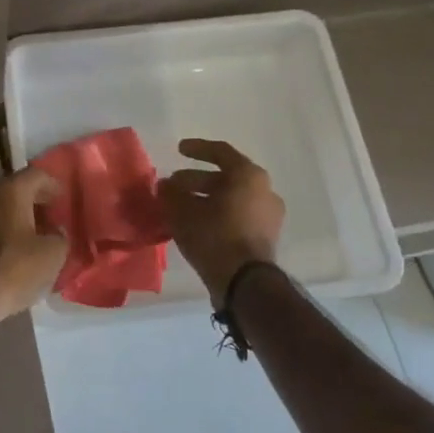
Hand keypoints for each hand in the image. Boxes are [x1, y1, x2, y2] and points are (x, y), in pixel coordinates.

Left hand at [0, 167, 67, 323]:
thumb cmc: (14, 268)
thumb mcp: (52, 254)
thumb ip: (60, 237)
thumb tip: (56, 232)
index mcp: (10, 191)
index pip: (36, 174)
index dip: (53, 184)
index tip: (64, 199)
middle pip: (16, 191)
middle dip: (36, 203)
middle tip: (54, 219)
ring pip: (1, 210)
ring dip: (20, 220)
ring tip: (38, 239)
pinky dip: (5, 234)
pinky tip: (17, 254)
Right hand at [159, 139, 285, 302]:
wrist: (245, 283)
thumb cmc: (214, 236)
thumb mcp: (183, 211)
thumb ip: (171, 193)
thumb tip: (165, 185)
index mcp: (248, 176)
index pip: (221, 152)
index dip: (197, 149)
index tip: (178, 150)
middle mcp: (264, 191)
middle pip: (225, 178)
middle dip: (195, 181)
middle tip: (172, 186)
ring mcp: (268, 216)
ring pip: (231, 199)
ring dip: (205, 199)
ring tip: (179, 207)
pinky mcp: (264, 238)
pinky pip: (236, 217)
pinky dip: (216, 215)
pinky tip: (194, 225)